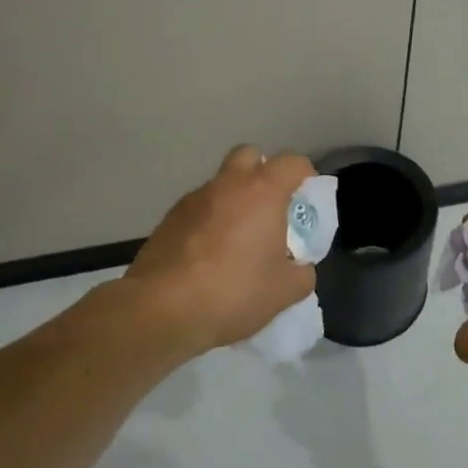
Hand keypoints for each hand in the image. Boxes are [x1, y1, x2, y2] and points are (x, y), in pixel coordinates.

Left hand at [124, 145, 318, 354]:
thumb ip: (302, 273)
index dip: (305, 176)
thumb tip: (299, 267)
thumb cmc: (233, 292)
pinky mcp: (167, 220)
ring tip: (236, 241)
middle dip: (262, 173)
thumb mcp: (285, 291)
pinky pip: (198, 210)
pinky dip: (208, 222)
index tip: (306, 200)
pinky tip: (207, 258)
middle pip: (250, 156)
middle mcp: (228, 184)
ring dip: (233, 200)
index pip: (293, 162)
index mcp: (263, 191)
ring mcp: (193, 200)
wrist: (160, 311)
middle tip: (269, 208)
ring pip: (220, 184)